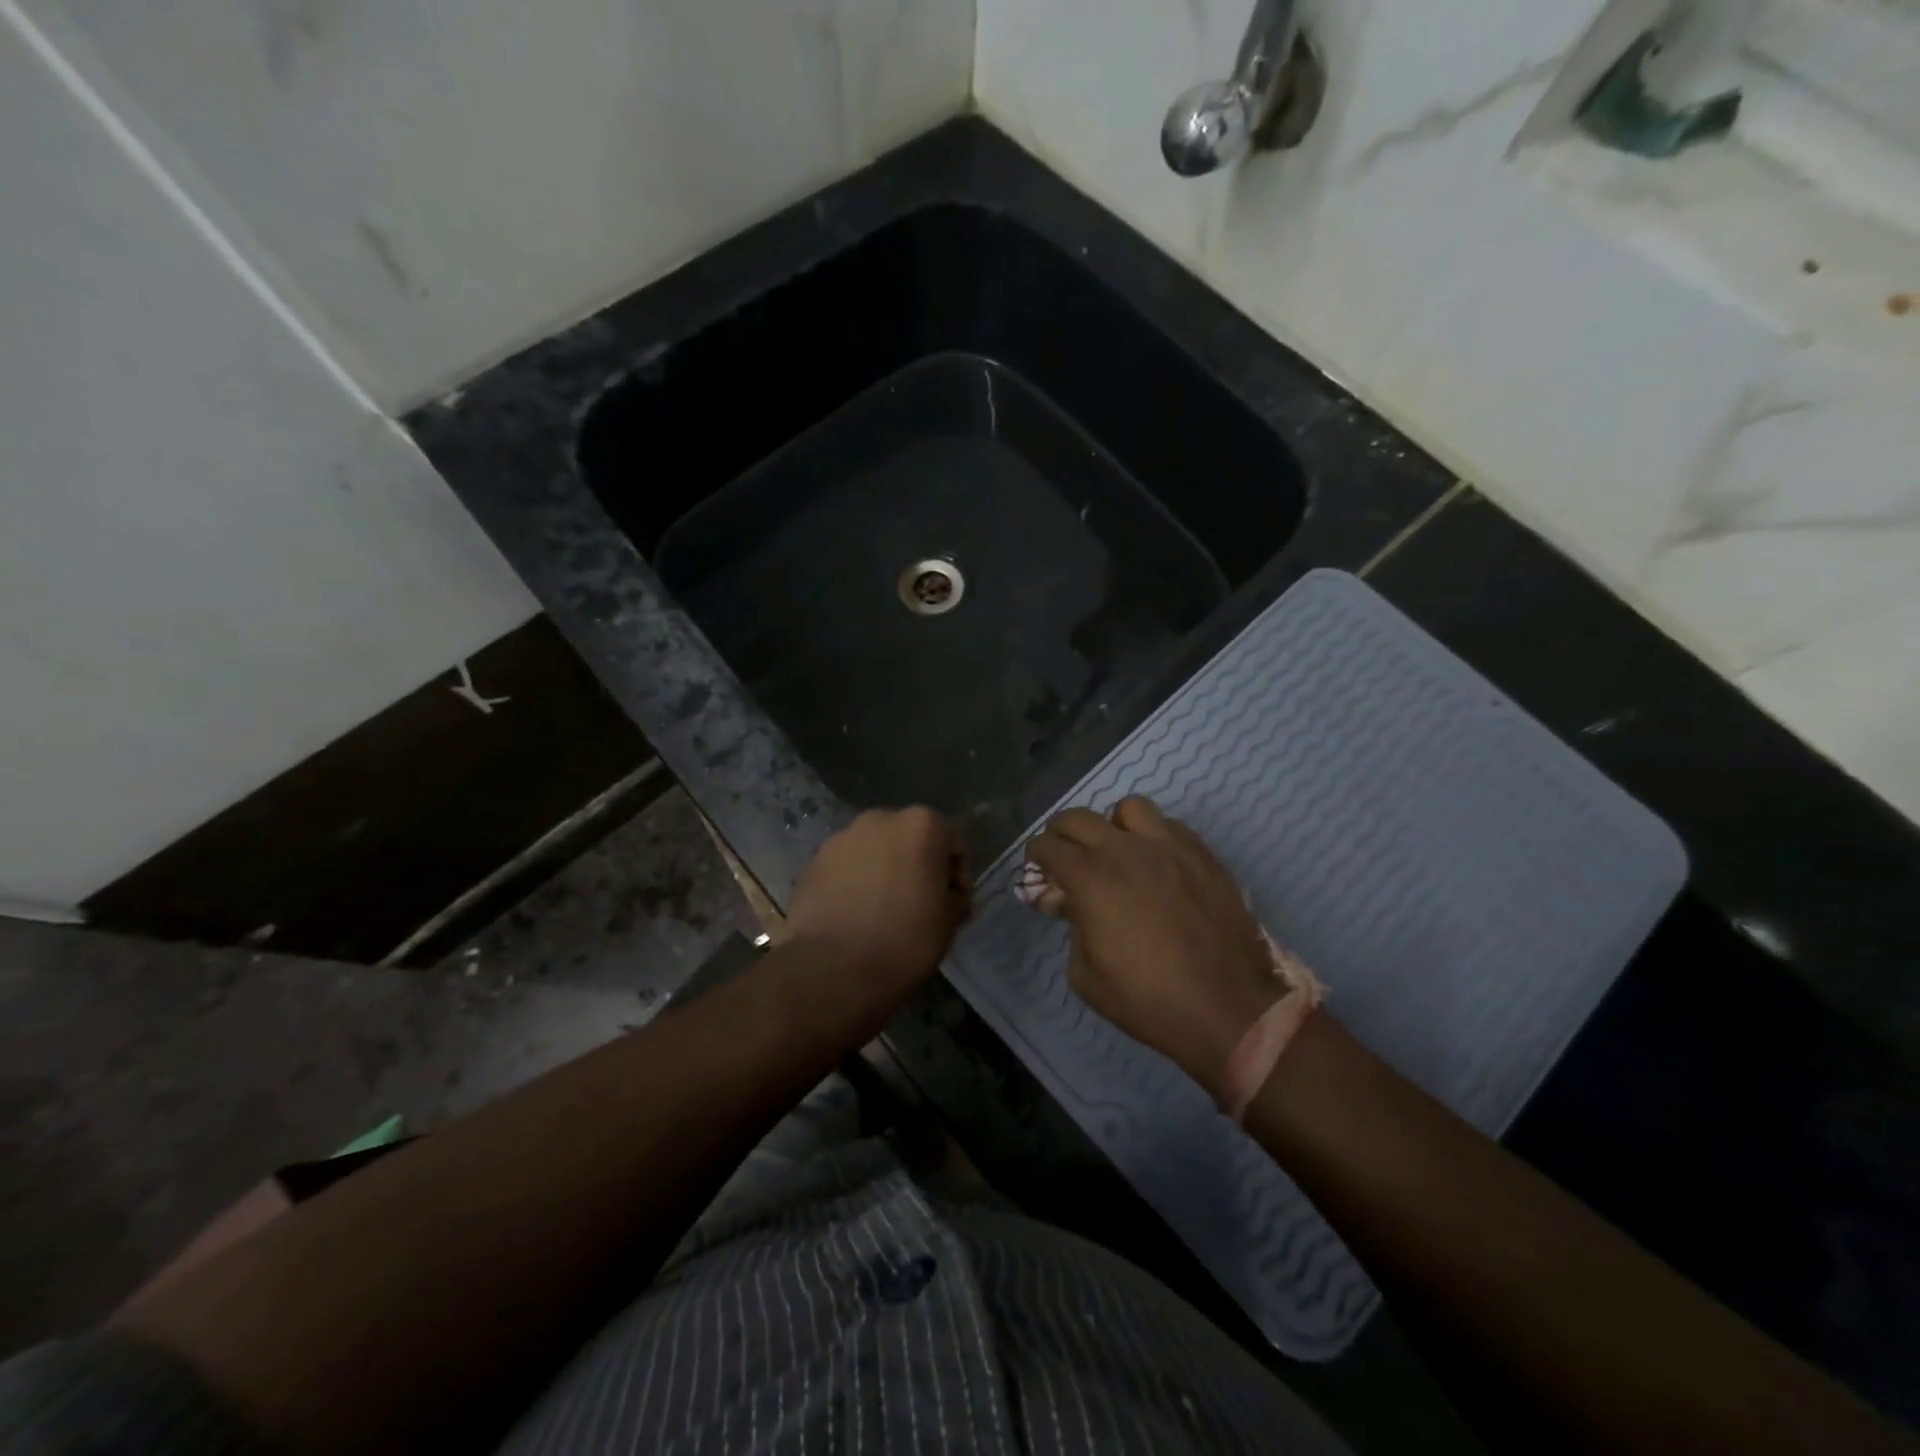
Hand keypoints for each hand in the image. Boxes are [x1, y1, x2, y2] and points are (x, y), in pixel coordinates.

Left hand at [785, 808, 970, 988]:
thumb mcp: (948, 924)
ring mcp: (843, 836)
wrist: (829, 967)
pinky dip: (855, 882)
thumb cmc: (903, 941)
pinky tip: (855, 914)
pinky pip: (847, 866)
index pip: (955, 844)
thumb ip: (955, 899)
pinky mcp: (814, 860)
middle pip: (911, 839)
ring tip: (883, 911)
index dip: (959, 877)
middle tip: (920, 905)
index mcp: (922, 825)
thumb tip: (949, 897)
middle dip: (919, 866)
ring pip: (876, 850)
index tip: (954, 906)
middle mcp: (882, 818)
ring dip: (885, 871)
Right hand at [1027, 797, 1278, 1094]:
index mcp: (1091, 878)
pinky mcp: (1202, 854)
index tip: (1039, 872)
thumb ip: (1072, 927)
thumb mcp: (1085, 975)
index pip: (1047, 846)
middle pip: (1078, 818)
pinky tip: (1156, 863)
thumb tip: (1071, 903)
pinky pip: (1169, 825)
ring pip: (1128, 808)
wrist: (1227, 1008)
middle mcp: (1125, 850)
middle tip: (1065, 857)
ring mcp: (1168, 847)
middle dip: (1062, 834)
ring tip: (1117, 851)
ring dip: (1112, 825)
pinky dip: (1153, 836)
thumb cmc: (1148, 999)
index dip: (1036, 858)